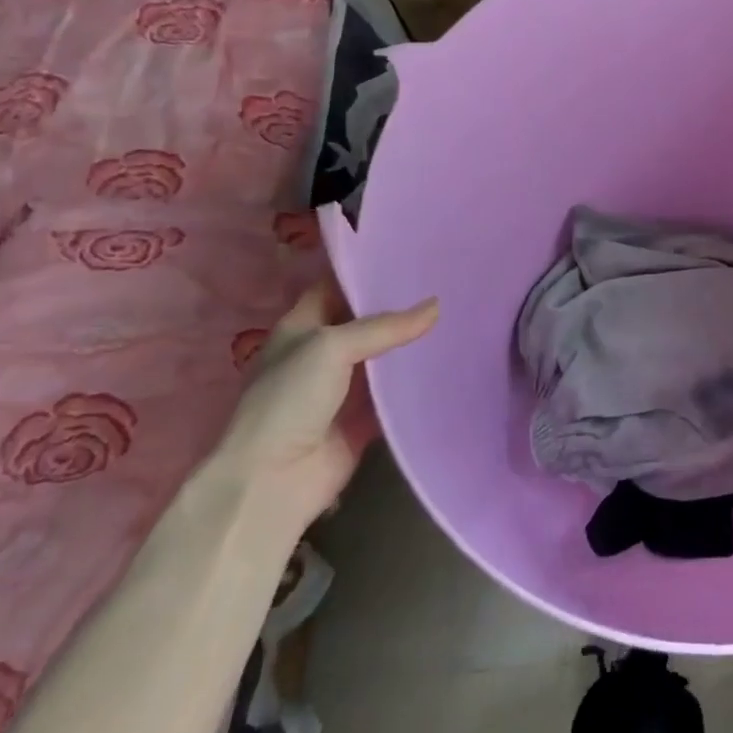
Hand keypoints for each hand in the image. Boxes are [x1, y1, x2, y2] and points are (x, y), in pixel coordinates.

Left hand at [211, 282, 438, 535]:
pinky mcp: (365, 417)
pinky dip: (419, 380)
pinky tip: (451, 360)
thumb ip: (385, 326)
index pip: (338, 285)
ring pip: (386, 355)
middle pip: (368, 319)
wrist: (274, 480)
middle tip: (447, 280)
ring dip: (414, 341)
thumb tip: (436, 306)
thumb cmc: (289, 400)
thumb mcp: (332, 347)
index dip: (369, 269)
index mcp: (303, 326)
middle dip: (402, 303)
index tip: (412, 252)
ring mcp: (345, 386)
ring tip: (459, 312)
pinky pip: (397, 392)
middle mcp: (324, 351)